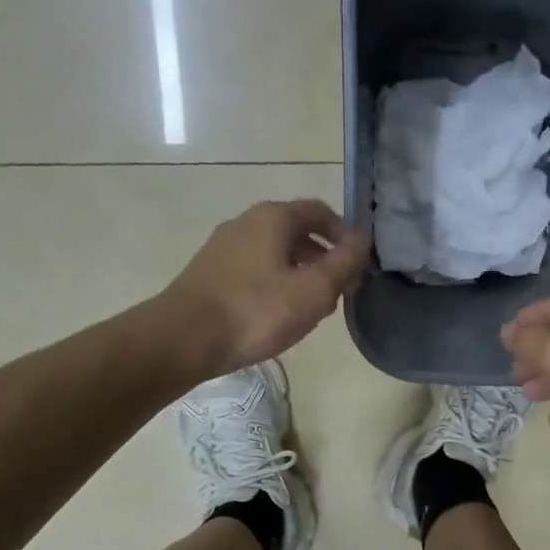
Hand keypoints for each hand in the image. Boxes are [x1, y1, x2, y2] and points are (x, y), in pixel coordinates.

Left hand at [158, 200, 370, 379]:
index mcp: (273, 218)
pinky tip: (280, 314)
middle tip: (341, 291)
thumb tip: (364, 239)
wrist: (184, 338)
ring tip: (314, 307)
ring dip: (302, 273)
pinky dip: (277, 284)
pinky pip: (256, 270)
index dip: (345, 235)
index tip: (359, 266)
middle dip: (325, 258)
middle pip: (297, 231)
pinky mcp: (210, 273)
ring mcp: (224, 247)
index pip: (320, 211)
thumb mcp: (313, 290)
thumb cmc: (256, 311)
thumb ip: (344, 263)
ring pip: (275, 253)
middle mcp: (246, 222)